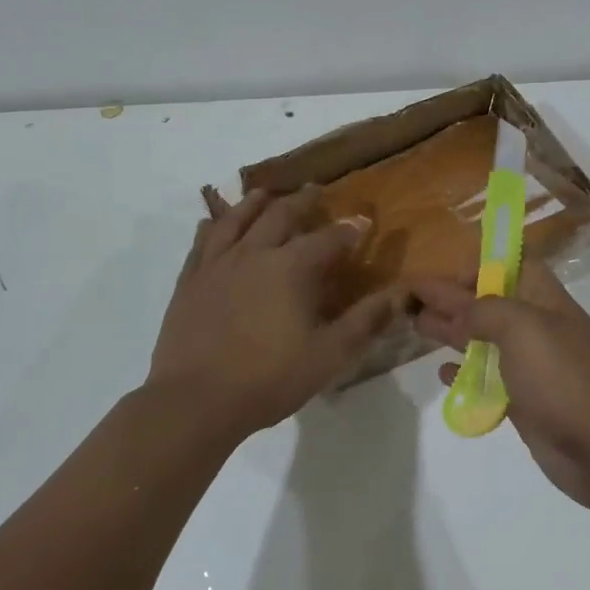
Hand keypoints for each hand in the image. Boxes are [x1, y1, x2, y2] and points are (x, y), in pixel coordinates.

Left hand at [150, 186, 398, 439]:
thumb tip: (400, 294)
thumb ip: (365, 321)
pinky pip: (202, 242)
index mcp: (292, 268)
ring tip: (265, 194)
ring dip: (254, 203)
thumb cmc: (269, 378)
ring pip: (237, 219)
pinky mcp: (190, 280)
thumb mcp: (329, 355)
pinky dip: (212, 226)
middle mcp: (255, 253)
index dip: (349, 229)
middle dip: (302, 201)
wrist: (195, 400)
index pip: (328, 238)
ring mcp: (217, 264)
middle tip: (314, 190)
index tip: (363, 221)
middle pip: (280, 215)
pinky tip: (212, 223)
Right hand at [410, 262, 589, 511]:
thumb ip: (482, 311)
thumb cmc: (562, 376)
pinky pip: (489, 380)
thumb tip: (454, 309)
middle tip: (412, 300)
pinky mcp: (525, 403)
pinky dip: (466, 374)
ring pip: (486, 341)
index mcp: (544, 300)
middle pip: (490, 304)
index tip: (443, 278)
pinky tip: (444, 373)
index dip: (479, 267)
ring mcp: (532, 367)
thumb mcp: (521, 328)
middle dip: (453, 299)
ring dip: (453, 333)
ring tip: (418, 328)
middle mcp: (538, 328)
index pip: (511, 267)